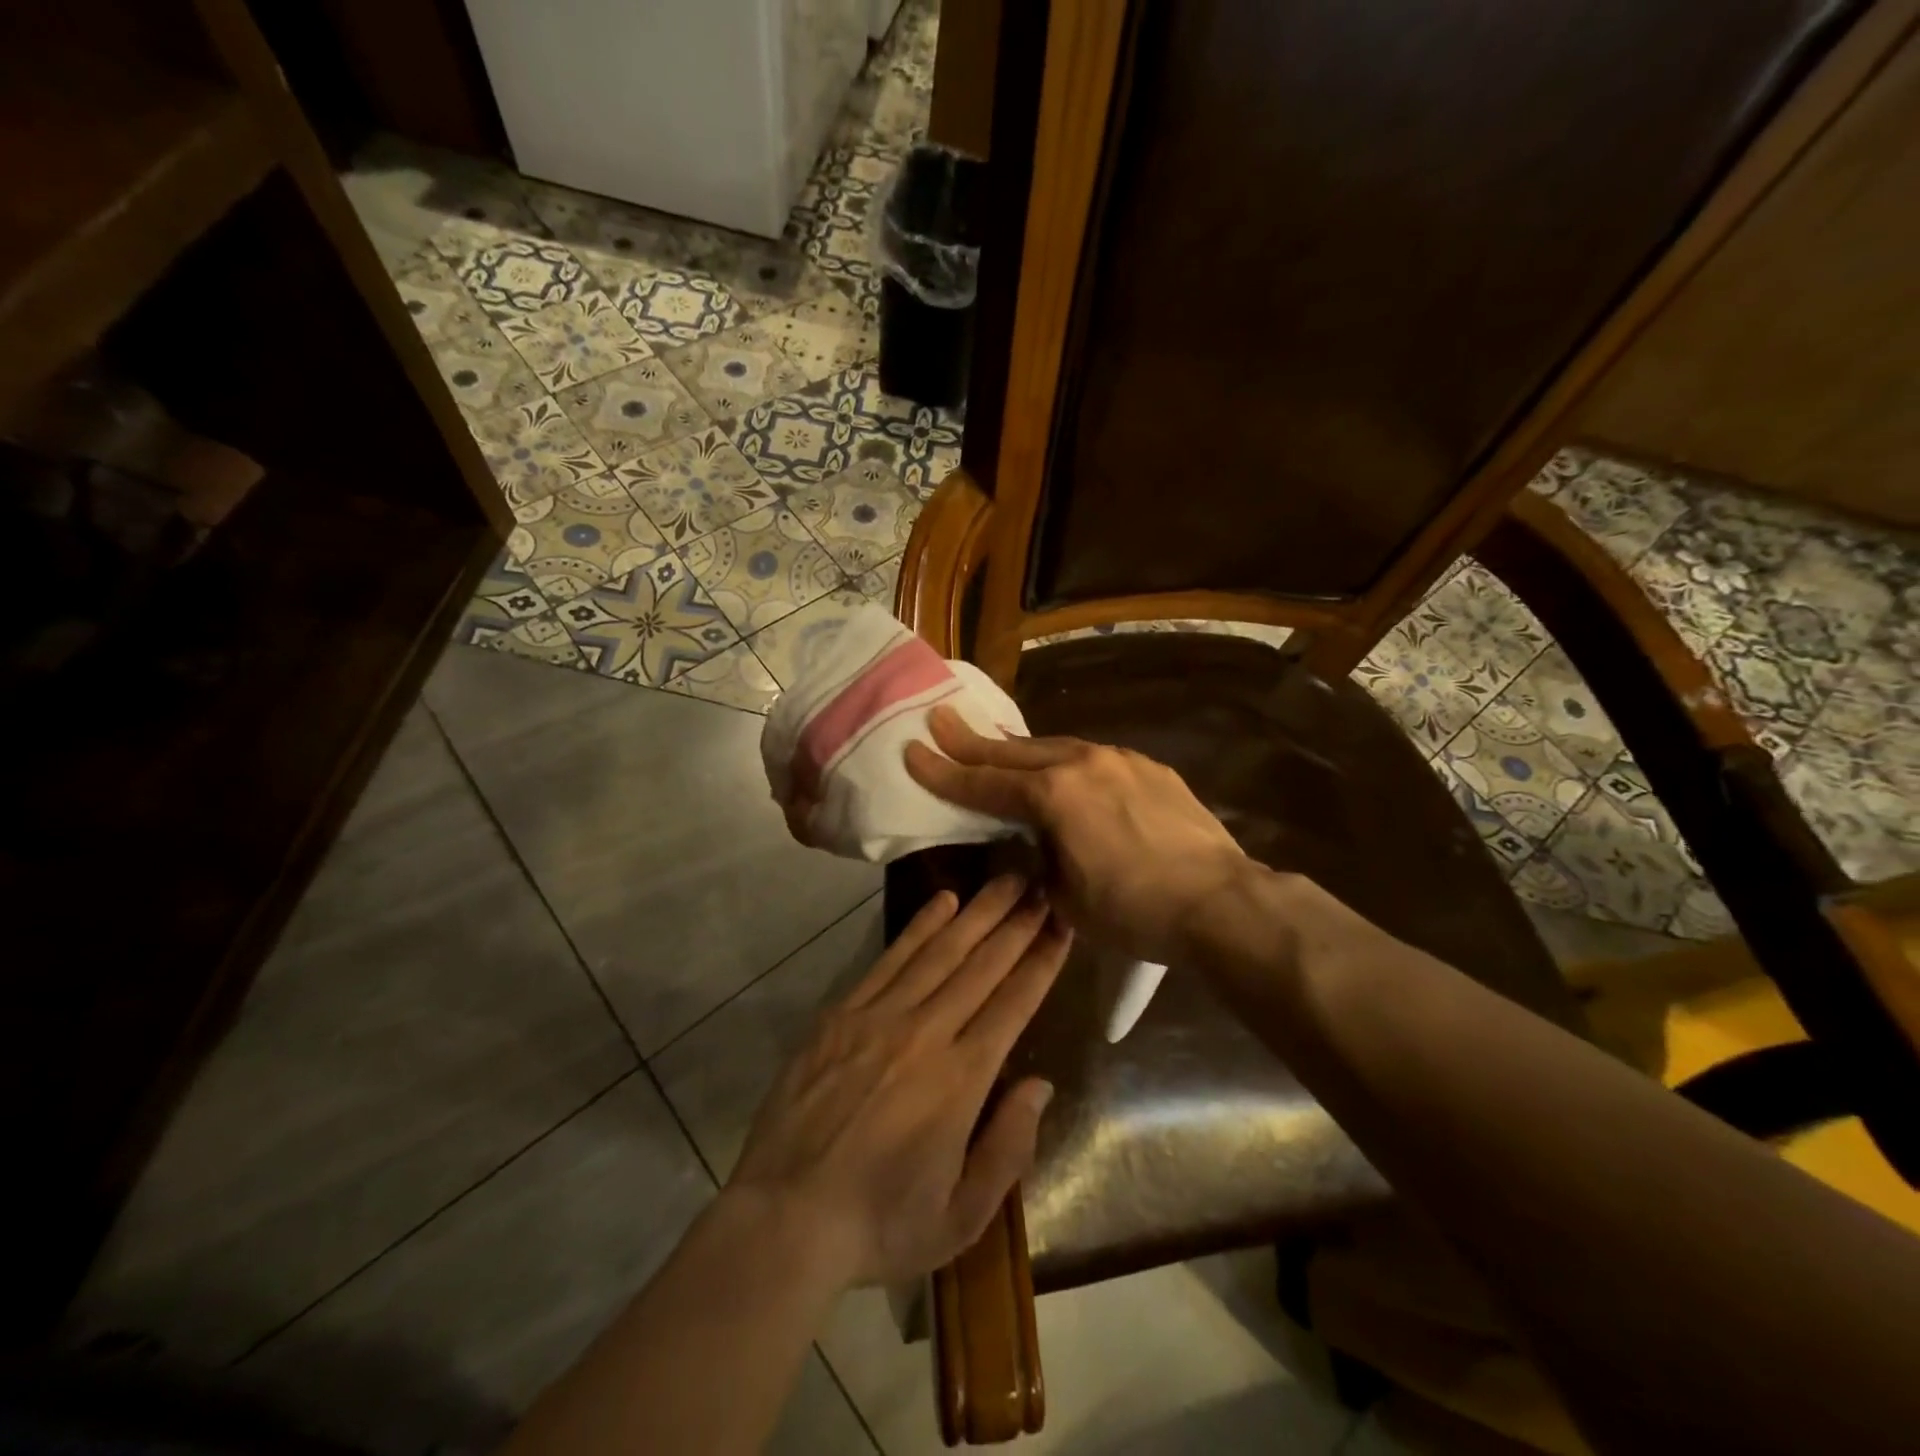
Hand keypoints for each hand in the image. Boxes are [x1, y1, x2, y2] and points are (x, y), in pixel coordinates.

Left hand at [727, 877, 1070, 1287]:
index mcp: (961, 1080)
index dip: (1042, 961)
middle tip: (1043, 884)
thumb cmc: (879, 1225)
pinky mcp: (842, 1013)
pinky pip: (890, 958)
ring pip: (940, 951)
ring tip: (1006, 879)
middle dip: (1018, 923)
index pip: (1014, 1004)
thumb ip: (1007, 1148)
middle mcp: (926, 1033)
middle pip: (982, 965)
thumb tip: (1038, 1085)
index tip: (1063, 924)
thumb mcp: (960, 1217)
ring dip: (978, 912)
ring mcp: (880, 1016)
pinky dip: (920, 926)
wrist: (783, 1218)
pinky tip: (943, 902)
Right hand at [904, 706, 1247, 964]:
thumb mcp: (1067, 898)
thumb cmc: (1134, 910)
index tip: (913, 751)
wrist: (1219, 902)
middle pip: (1013, 753)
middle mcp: (1081, 764)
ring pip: (1055, 748)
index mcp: (1052, 796)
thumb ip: (1040, 861)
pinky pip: (1094, 759)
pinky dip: (1068, 763)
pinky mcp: (1149, 769)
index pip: (983, 785)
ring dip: (1021, 750)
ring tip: (996, 745)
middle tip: (939, 719)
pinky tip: (1068, 772)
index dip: (944, 773)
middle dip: (971, 741)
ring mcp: (1119, 760)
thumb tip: (1037, 845)